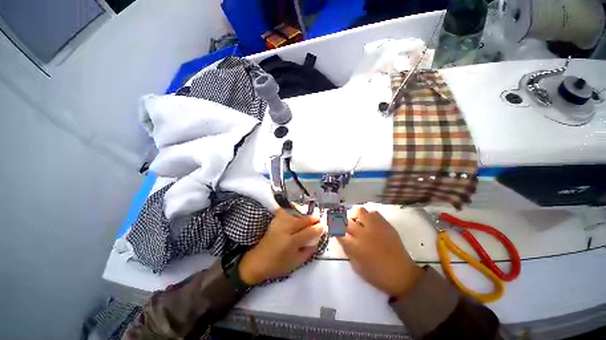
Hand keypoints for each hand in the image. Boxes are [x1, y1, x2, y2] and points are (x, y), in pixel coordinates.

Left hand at [239, 209, 323, 284]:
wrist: (258, 261)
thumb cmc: (278, 265)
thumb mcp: (296, 263)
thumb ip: (308, 252)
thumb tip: (317, 241)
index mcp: (291, 242)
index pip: (309, 232)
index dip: (318, 228)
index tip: (322, 226)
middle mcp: (285, 230)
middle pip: (302, 220)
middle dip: (312, 219)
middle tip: (318, 219)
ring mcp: (279, 224)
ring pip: (295, 215)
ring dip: (303, 215)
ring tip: (308, 218)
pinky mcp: (274, 222)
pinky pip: (284, 212)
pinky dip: (290, 210)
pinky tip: (295, 212)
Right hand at [338, 207, 423, 296]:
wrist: (402, 275)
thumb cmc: (377, 275)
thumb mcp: (357, 267)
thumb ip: (348, 251)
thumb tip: (343, 239)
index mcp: (355, 247)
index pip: (338, 231)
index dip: (333, 228)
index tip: (333, 228)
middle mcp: (363, 234)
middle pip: (347, 220)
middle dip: (342, 222)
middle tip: (345, 226)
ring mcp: (375, 227)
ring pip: (360, 211)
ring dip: (356, 216)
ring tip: (358, 222)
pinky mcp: (385, 225)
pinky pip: (374, 213)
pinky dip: (369, 216)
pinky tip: (370, 223)